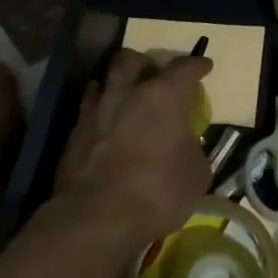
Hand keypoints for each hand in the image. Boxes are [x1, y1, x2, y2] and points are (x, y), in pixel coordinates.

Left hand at [54, 48, 213, 260]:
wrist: (97, 218)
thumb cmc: (158, 191)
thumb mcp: (196, 175)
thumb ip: (193, 150)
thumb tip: (186, 147)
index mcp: (164, 96)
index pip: (184, 68)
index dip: (197, 65)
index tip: (204, 66)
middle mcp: (127, 93)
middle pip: (131, 60)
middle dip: (143, 63)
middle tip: (153, 76)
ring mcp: (96, 112)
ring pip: (102, 81)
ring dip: (115, 86)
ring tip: (124, 99)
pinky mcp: (73, 135)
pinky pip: (87, 111)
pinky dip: (99, 114)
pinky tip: (105, 128)